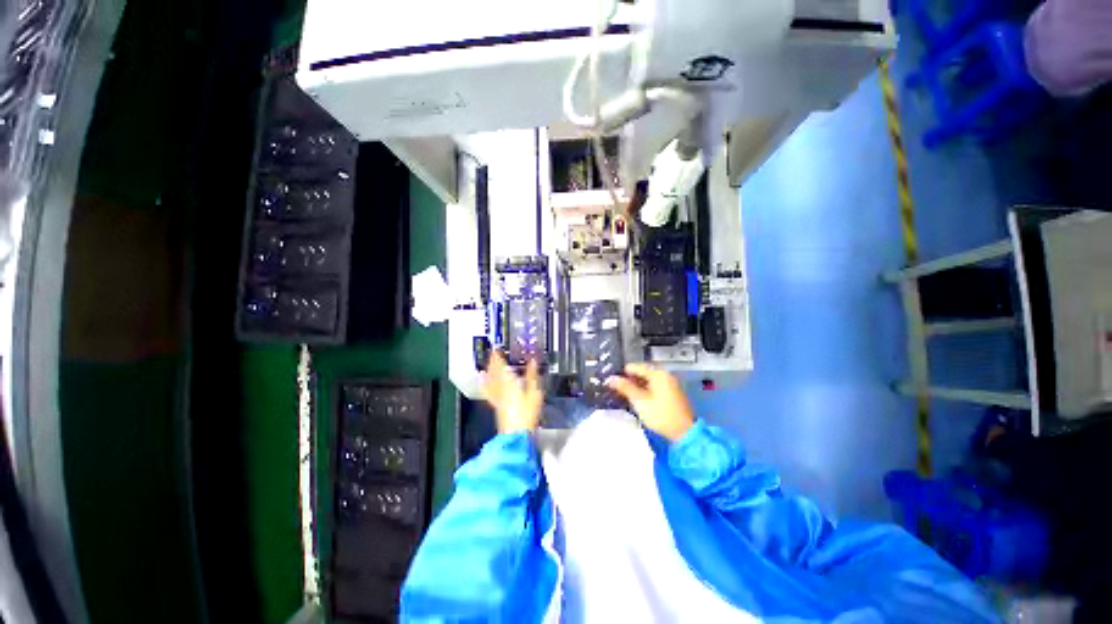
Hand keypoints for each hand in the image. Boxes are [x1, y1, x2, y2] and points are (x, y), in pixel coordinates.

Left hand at [482, 350, 542, 433]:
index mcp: (510, 382)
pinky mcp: (496, 404)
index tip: (497, 348)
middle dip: (493, 361)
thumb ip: (532, 375)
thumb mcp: (535, 393)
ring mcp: (497, 396)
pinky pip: (488, 390)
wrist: (516, 433)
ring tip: (486, 363)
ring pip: (490, 379)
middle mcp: (500, 387)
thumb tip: (533, 361)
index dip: (498, 357)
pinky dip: (484, 383)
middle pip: (494, 371)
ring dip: (489, 370)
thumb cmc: (527, 413)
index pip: (502, 366)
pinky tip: (482, 380)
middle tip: (492, 353)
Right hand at [606, 363, 693, 440]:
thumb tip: (610, 378)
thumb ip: (625, 388)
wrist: (684, 433)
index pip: (635, 367)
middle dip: (629, 380)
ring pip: (648, 381)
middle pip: (642, 373)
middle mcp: (665, 375)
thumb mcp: (640, 401)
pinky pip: (654, 387)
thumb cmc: (660, 415)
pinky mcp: (672, 394)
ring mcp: (670, 384)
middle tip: (615, 387)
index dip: (622, 373)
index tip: (611, 379)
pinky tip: (637, 399)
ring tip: (623, 394)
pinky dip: (645, 391)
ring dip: (636, 386)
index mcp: (658, 373)